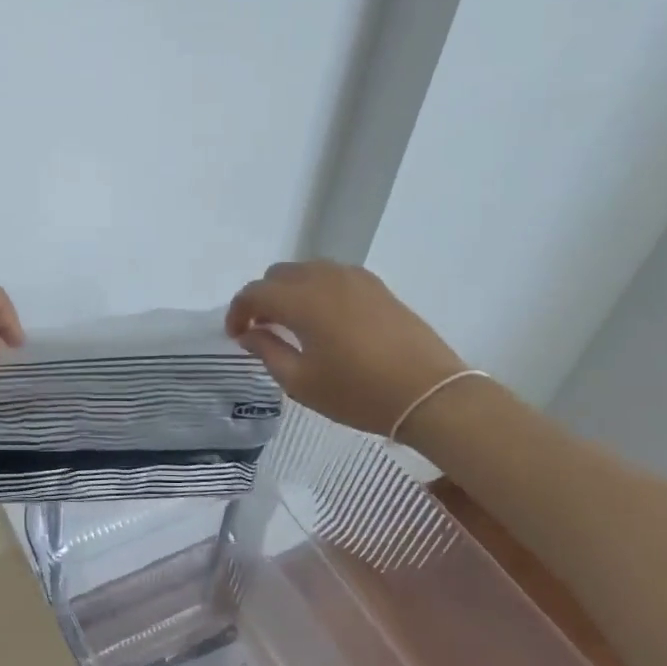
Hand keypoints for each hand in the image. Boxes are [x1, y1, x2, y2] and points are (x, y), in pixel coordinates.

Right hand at [225, 262, 467, 436]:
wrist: (430, 394)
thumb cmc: (358, 393)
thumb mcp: (301, 382)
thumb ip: (267, 351)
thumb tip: (249, 333)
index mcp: (302, 301)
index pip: (255, 293)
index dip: (238, 312)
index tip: (235, 336)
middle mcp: (325, 279)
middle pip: (278, 274)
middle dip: (262, 298)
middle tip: (261, 329)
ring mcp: (355, 279)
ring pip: (307, 271)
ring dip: (289, 291)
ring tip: (291, 323)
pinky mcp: (377, 287)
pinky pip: (333, 276)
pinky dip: (316, 289)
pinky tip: (323, 319)